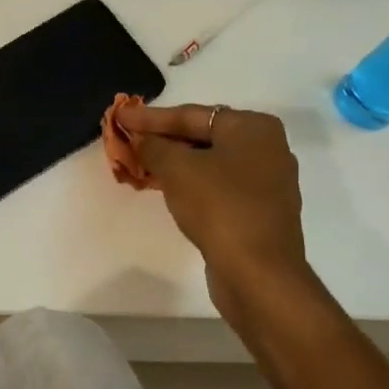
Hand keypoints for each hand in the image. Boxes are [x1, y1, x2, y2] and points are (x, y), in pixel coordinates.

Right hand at [116, 101, 312, 307]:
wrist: (258, 273)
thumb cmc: (219, 207)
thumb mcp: (176, 168)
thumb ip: (154, 146)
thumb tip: (143, 140)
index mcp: (254, 127)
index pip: (191, 115)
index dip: (150, 116)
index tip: (120, 115)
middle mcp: (268, 149)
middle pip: (203, 136)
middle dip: (164, 139)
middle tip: (130, 138)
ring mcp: (268, 183)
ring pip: (211, 163)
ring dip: (175, 163)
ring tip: (142, 163)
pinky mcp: (261, 212)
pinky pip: (219, 186)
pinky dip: (192, 183)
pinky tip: (168, 189)